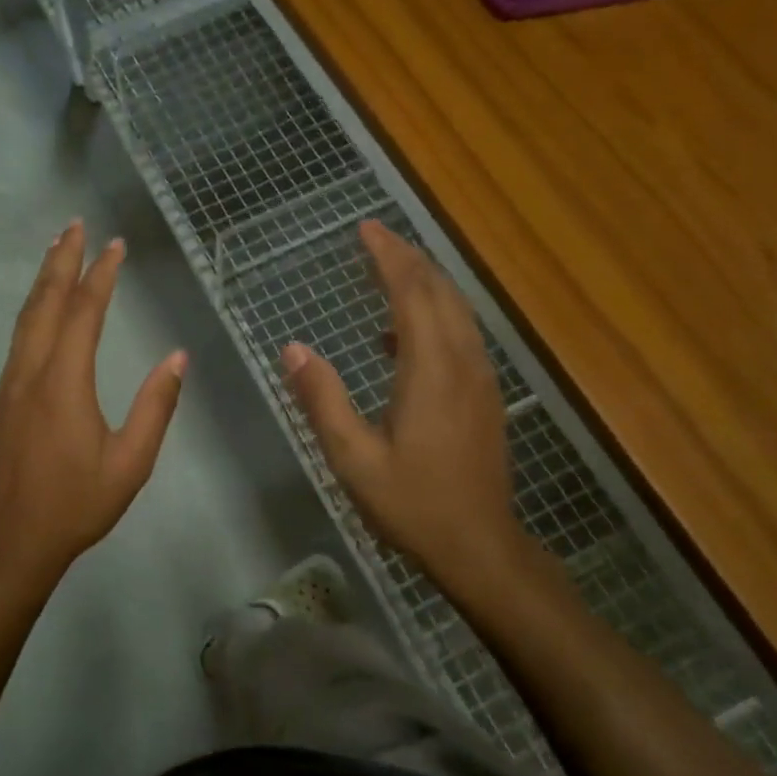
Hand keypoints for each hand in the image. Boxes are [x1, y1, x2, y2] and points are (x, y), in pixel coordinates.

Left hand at [0, 220, 186, 590]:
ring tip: (57, 249)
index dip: (101, 275)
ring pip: (26, 318)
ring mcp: (10, 384)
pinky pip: (19, 338)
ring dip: (43, 280)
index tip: (116, 246)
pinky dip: (33, 308)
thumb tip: (177, 358)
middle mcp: (31, 373)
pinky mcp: (2, 398)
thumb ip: (155, 407)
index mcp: (64, 384)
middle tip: (76, 224)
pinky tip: (42, 306)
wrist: (14, 540)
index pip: (84, 314)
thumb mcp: (131, 462)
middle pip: (45, 303)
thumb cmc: (77, 504)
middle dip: (62, 260)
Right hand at [282, 221, 526, 601]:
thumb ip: (323, 400)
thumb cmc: (413, 504)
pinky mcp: (483, 396)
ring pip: (456, 311)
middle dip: (408, 259)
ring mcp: (479, 379)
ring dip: (424, 283)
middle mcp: (462, 363)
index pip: (412, 294)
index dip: (389, 257)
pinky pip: (460, 335)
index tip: (366, 229)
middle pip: (440, 292)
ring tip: (388, 271)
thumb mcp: (354, 458)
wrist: (480, 546)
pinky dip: (434, 316)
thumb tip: (293, 349)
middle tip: (374, 238)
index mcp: (431, 371)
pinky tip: (399, 336)